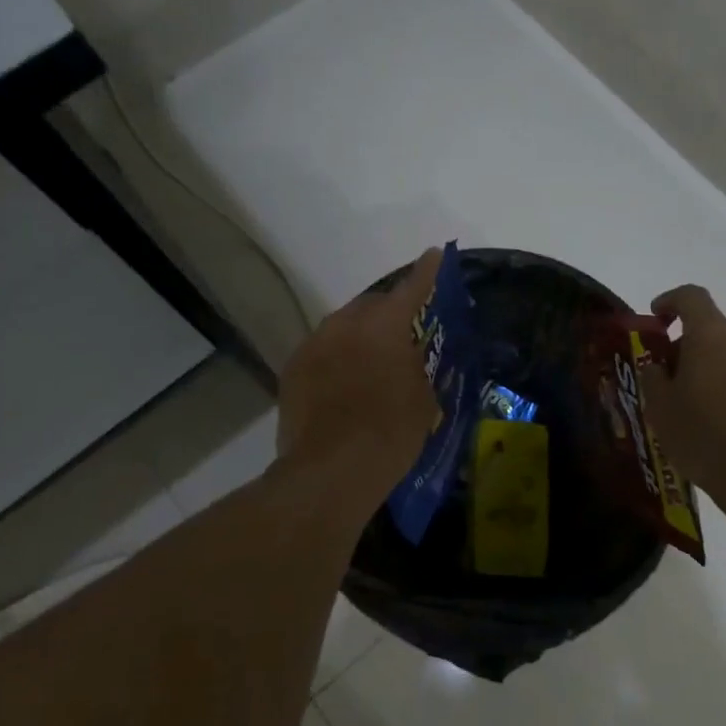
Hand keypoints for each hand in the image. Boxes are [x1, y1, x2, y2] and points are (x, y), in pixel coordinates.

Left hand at [276, 249, 443, 515]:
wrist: (331, 471)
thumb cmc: (390, 432)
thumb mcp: (423, 398)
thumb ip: (417, 366)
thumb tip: (409, 357)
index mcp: (384, 325)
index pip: (412, 288)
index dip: (427, 271)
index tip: (434, 253)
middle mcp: (345, 323)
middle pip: (371, 305)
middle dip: (388, 313)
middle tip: (402, 333)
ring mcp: (313, 345)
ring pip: (342, 328)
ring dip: (359, 337)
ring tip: (370, 363)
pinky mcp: (292, 370)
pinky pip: (321, 352)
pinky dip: (336, 359)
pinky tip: (343, 385)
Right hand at [638, 283, 725, 510]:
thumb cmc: (705, 436)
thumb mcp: (661, 408)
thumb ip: (653, 377)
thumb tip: (658, 366)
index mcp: (712, 335)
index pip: (691, 296)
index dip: (669, 301)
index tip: (655, 318)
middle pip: (710, 331)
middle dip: (685, 348)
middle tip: (666, 381)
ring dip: (708, 371)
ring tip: (691, 409)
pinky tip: (717, 425)